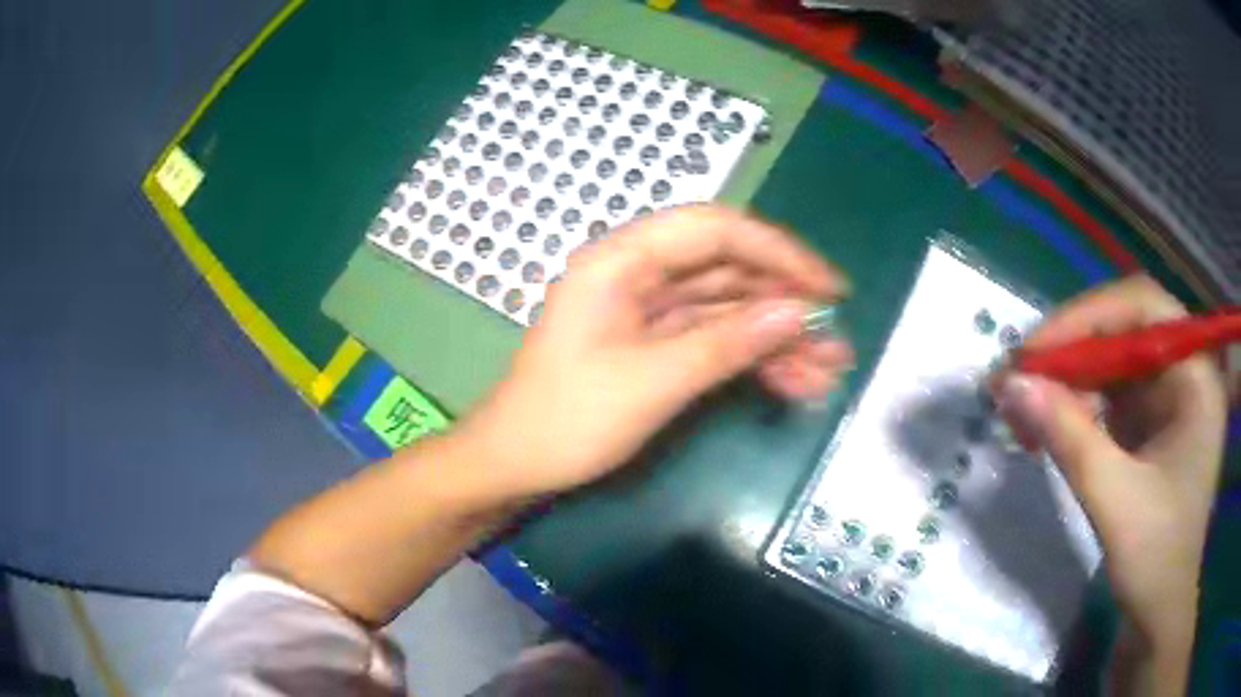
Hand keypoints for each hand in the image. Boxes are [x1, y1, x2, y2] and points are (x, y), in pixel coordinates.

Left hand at [457, 205, 852, 498]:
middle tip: (836, 339)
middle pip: (728, 269)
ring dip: (777, 337)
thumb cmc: (567, 420)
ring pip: (728, 308)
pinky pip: (714, 338)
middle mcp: (638, 273)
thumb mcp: (652, 382)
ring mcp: (648, 310)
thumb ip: (727, 343)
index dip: (778, 251)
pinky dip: (752, 357)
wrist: (515, 465)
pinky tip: (793, 381)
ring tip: (828, 370)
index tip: (827, 287)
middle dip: (786, 303)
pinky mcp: (656, 344)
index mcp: (621, 260)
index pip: (714, 229)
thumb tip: (799, 314)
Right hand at [995, 276, 1226, 686]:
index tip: (1036, 351)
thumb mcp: (1116, 502)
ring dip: (1070, 374)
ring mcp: (1168, 396)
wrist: (1160, 611)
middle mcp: (1185, 372)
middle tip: (1022, 372)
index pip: (1144, 307)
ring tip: (1026, 398)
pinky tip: (1051, 420)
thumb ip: (1070, 439)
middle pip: (1126, 327)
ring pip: (1114, 358)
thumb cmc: (1155, 560)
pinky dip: (1078, 401)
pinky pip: (1111, 391)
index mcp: (1196, 377)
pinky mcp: (1151, 420)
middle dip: (1073, 345)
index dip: (1089, 316)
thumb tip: (1010, 384)